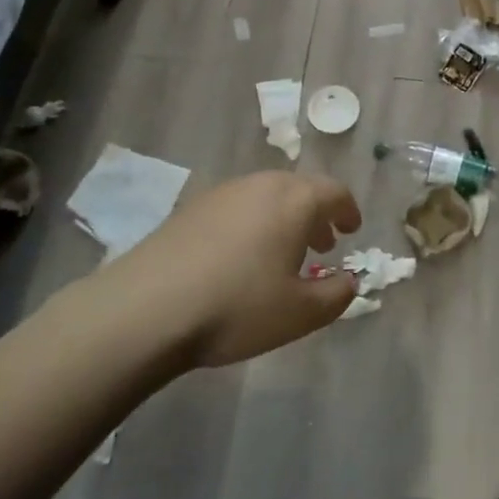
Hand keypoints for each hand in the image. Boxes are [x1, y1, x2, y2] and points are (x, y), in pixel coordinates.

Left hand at [104, 171, 361, 367]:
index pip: (335, 192)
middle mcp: (262, 185)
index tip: (352, 229)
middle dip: (316, 214)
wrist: (146, 308)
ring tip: (281, 253)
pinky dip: (253, 223)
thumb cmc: (237, 306)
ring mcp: (224, 192)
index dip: (348, 210)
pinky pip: (237, 206)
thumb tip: (349, 281)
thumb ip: (336, 295)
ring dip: (284, 218)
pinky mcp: (192, 207)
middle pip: (300, 189)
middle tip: (322, 244)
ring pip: (267, 196)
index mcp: (295, 200)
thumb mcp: (300, 314)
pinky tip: (240, 257)